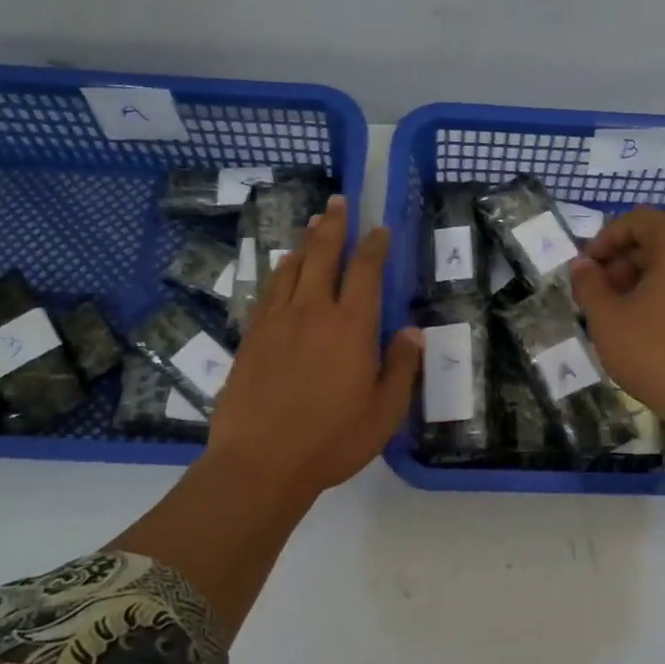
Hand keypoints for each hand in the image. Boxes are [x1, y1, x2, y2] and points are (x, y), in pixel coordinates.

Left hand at [206, 197, 422, 501]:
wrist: (260, 462)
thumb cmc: (332, 441)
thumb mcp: (383, 413)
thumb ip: (400, 368)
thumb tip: (413, 332)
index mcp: (351, 327)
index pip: (366, 271)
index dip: (375, 245)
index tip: (380, 228)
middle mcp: (313, 312)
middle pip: (323, 254)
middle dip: (334, 225)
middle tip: (338, 201)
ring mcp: (276, 321)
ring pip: (291, 267)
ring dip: (305, 242)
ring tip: (313, 225)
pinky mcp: (251, 336)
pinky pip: (268, 290)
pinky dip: (279, 271)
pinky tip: (282, 270)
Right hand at [569, 208, 664, 437]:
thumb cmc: (659, 354)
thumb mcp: (608, 321)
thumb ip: (590, 286)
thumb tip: (582, 266)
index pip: (639, 220)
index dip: (606, 240)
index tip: (587, 270)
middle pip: (663, 241)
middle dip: (626, 263)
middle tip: (602, 296)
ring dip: (650, 283)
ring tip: (627, 317)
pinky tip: (659, 334)